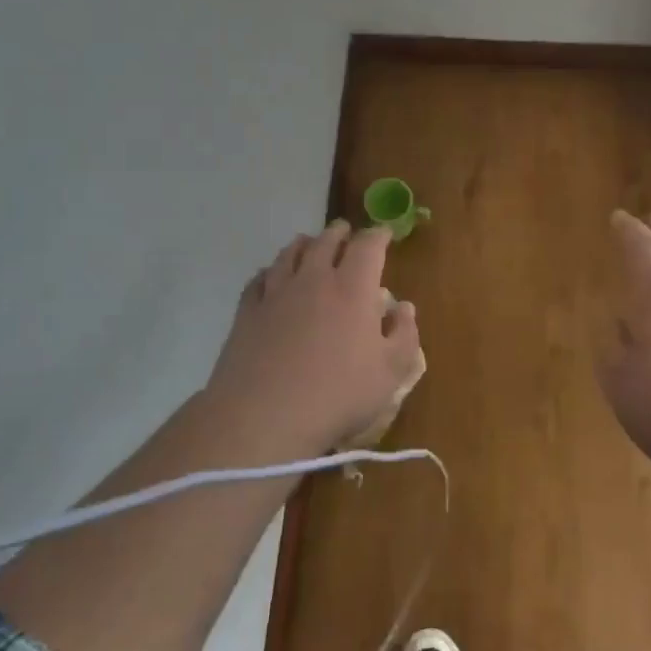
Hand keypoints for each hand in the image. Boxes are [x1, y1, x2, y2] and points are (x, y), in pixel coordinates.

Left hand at [203, 222, 421, 455]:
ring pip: (290, 254)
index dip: (379, 235)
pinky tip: (270, 276)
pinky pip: (259, 279)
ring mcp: (276, 293)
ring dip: (304, 245)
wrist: (264, 417)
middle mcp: (314, 280)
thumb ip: (404, 335)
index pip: (368, 246)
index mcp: (353, 288)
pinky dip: (270, 271)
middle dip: (340, 233)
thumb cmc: (338, 394)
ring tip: (309, 243)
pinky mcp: (247, 312)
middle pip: (326, 242)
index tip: (385, 234)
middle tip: (346, 233)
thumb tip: (403, 308)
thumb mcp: (390, 372)